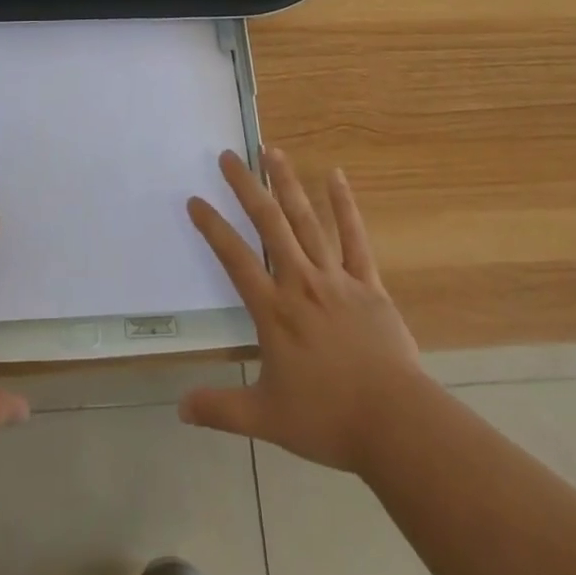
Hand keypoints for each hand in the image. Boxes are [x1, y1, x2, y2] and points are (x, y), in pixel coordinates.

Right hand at [180, 148, 422, 473]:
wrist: (395, 423)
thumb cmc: (328, 419)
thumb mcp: (266, 419)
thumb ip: (221, 409)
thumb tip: (179, 408)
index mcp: (274, 310)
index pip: (235, 258)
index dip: (212, 227)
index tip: (195, 200)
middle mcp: (300, 282)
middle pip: (269, 224)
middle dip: (246, 187)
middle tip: (229, 155)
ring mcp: (336, 278)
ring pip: (307, 220)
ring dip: (287, 183)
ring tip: (271, 151)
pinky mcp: (367, 283)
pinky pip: (354, 238)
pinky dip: (344, 206)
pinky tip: (336, 175)